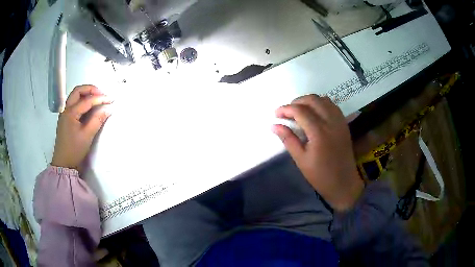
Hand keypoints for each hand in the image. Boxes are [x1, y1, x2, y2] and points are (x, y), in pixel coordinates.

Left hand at [51, 85, 112, 169]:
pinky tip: (89, 107)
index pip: (87, 100)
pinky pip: (74, 104)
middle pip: (78, 91)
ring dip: (86, 94)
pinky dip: (83, 101)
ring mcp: (65, 114)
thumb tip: (108, 109)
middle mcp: (66, 109)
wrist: (63, 164)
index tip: (111, 100)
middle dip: (90, 89)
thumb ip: (97, 120)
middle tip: (101, 95)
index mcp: (70, 113)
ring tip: (97, 99)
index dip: (100, 99)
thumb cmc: (74, 150)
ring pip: (75, 96)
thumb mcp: (87, 136)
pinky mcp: (66, 119)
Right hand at [272, 95, 362, 211]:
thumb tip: (274, 125)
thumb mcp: (300, 159)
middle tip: (287, 112)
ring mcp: (339, 121)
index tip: (276, 114)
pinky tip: (315, 113)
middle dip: (297, 101)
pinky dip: (321, 104)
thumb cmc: (320, 175)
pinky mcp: (344, 124)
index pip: (300, 111)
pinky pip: (332, 105)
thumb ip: (288, 139)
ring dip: (309, 101)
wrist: (344, 182)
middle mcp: (331, 122)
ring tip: (300, 111)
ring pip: (323, 99)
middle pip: (313, 100)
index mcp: (319, 133)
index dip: (286, 109)